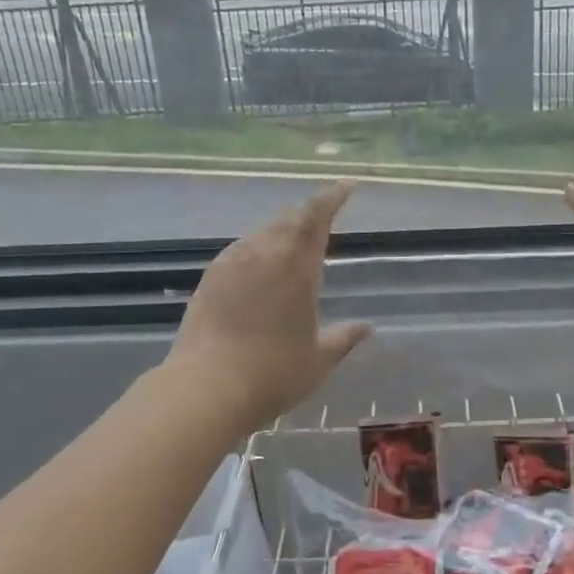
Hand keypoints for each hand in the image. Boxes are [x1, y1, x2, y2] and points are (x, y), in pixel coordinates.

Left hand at [167, 183, 373, 428]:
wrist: (206, 388)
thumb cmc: (273, 374)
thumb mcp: (319, 360)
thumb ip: (344, 338)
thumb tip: (367, 328)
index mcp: (297, 267)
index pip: (317, 216)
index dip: (333, 197)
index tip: (346, 185)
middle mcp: (264, 254)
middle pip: (289, 218)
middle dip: (309, 213)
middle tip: (324, 217)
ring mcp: (233, 262)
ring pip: (263, 232)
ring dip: (282, 231)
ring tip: (294, 243)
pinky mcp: (211, 277)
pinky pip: (241, 249)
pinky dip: (259, 249)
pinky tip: (260, 267)